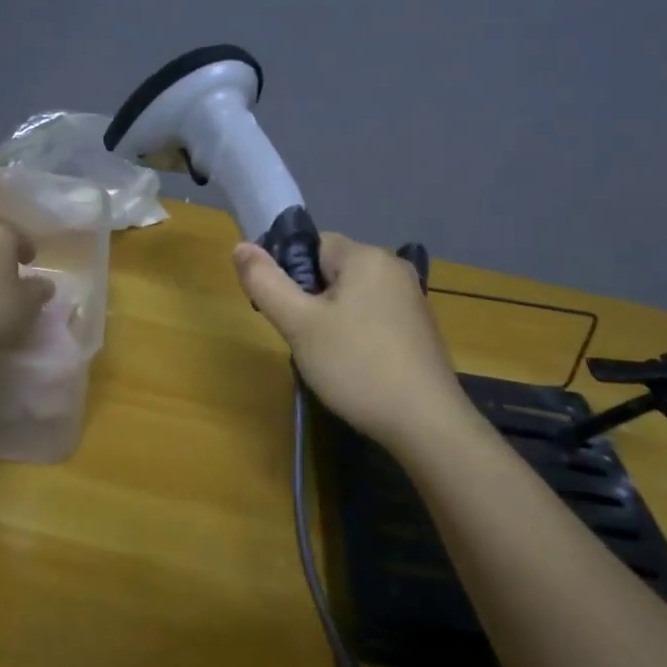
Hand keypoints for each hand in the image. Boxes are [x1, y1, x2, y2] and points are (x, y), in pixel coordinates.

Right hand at [234, 233, 469, 449]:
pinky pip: (374, 316)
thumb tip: (240, 247)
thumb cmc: (356, 366)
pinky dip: (357, 333)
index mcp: (367, 256)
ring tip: (326, 356)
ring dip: (332, 319)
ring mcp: (412, 299)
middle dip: (310, 299)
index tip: (283, 311)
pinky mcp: (420, 328)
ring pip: (352, 296)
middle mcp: (394, 268)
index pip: (313, 244)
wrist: (426, 422)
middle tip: (302, 339)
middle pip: (333, 270)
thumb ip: (266, 283)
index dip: (290, 273)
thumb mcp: (299, 325)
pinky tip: (354, 366)